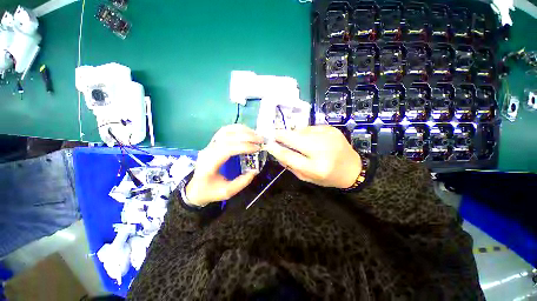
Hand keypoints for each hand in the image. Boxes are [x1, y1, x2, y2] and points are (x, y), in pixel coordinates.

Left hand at [185, 124, 262, 206]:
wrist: (195, 188)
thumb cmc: (209, 191)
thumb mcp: (226, 192)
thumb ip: (241, 183)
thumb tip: (254, 171)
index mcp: (209, 163)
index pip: (227, 148)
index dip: (243, 146)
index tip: (257, 148)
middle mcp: (208, 150)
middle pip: (227, 137)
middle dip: (246, 136)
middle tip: (260, 140)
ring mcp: (210, 144)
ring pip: (226, 131)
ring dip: (242, 131)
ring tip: (256, 135)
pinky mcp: (213, 142)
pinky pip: (225, 131)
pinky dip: (237, 129)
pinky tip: (247, 131)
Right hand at [264, 126, 361, 188]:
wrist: (353, 168)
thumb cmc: (328, 177)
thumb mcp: (307, 177)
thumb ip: (291, 165)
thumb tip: (277, 151)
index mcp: (316, 167)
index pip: (289, 156)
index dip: (276, 149)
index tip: (268, 144)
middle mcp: (322, 149)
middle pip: (294, 138)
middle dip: (280, 135)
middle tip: (273, 135)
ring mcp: (327, 136)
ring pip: (300, 131)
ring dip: (293, 134)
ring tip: (294, 140)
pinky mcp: (331, 128)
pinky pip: (310, 128)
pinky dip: (304, 133)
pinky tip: (308, 139)